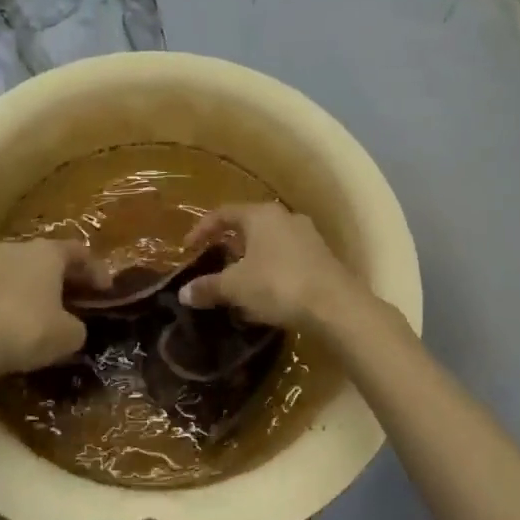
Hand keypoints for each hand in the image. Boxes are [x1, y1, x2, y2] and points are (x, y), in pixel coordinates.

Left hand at [0, 237, 99, 384]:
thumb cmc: (28, 328)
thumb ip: (78, 326)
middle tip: (81, 297)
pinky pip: (6, 288)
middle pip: (51, 258)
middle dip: (67, 277)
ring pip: (26, 271)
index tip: (107, 291)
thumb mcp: (69, 335)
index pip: (80, 252)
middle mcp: (20, 248)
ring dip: (41, 288)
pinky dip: (20, 299)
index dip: (97, 271)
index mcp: (48, 251)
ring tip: (53, 311)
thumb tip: (73, 326)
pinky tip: (25, 320)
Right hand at [178, 202, 366, 330]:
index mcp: (261, 215)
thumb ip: (208, 287)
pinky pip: (287, 258)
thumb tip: (183, 293)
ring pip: (270, 242)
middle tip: (214, 263)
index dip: (202, 229)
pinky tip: (265, 294)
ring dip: (251, 259)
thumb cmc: (278, 284)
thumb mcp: (236, 287)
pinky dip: (271, 270)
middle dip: (229, 245)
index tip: (188, 249)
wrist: (336, 306)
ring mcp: (307, 236)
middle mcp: (285, 217)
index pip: (223, 213)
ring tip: (238, 282)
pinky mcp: (322, 258)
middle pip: (249, 226)